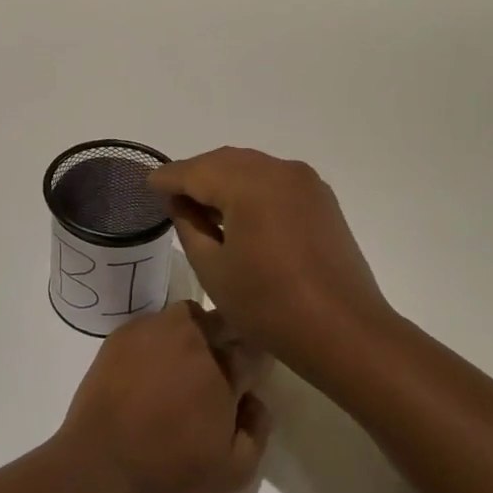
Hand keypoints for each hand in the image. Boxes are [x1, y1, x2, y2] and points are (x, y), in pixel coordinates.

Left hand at [57, 302, 270, 492]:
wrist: (98, 470)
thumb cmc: (170, 476)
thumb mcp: (234, 476)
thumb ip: (258, 430)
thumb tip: (255, 399)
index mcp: (223, 369)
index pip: (255, 348)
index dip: (256, 365)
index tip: (249, 381)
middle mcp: (192, 339)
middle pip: (224, 320)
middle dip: (230, 340)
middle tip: (220, 372)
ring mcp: (154, 331)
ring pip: (189, 315)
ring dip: (196, 332)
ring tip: (184, 364)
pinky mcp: (123, 335)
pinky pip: (154, 324)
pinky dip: (161, 338)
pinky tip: (151, 368)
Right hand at [148, 147, 392, 362]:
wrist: (344, 331)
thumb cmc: (269, 305)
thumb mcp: (213, 268)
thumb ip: (189, 225)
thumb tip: (179, 201)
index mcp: (249, 183)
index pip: (195, 170)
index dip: (168, 178)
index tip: (148, 186)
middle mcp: (279, 170)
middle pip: (224, 161)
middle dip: (195, 175)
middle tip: (171, 198)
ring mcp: (305, 182)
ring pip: (251, 167)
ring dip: (223, 180)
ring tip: (202, 207)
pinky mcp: (321, 199)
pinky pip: (275, 180)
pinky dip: (250, 188)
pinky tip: (239, 214)